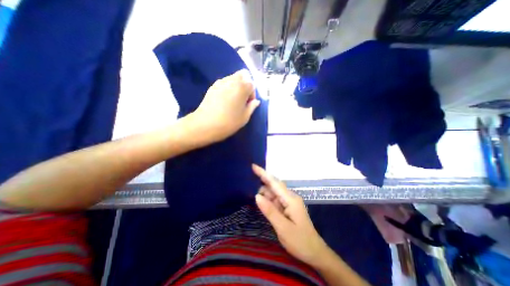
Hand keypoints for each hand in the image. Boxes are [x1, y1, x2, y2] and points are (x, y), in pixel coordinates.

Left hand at [192, 69, 262, 142]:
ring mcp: (220, 82)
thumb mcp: (245, 117)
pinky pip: (224, 82)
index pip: (252, 85)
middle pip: (243, 75)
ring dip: (237, 86)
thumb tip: (256, 101)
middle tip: (242, 99)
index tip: (248, 104)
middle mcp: (232, 81)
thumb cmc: (228, 122)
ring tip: (233, 100)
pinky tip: (224, 100)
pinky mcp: (212, 86)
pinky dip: (228, 87)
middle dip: (245, 85)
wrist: (205, 124)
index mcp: (242, 87)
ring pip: (233, 78)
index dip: (252, 94)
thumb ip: (252, 107)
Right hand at [252, 164, 331, 266]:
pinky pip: (275, 200)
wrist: (314, 253)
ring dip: (263, 191)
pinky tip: (260, 200)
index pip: (274, 183)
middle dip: (262, 181)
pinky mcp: (287, 208)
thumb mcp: (283, 228)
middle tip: (248, 179)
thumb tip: (257, 196)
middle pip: (274, 186)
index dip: (263, 174)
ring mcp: (289, 203)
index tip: (253, 166)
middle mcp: (290, 197)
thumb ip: (270, 211)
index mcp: (290, 199)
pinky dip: (267, 199)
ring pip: (273, 193)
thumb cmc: (300, 241)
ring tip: (250, 190)